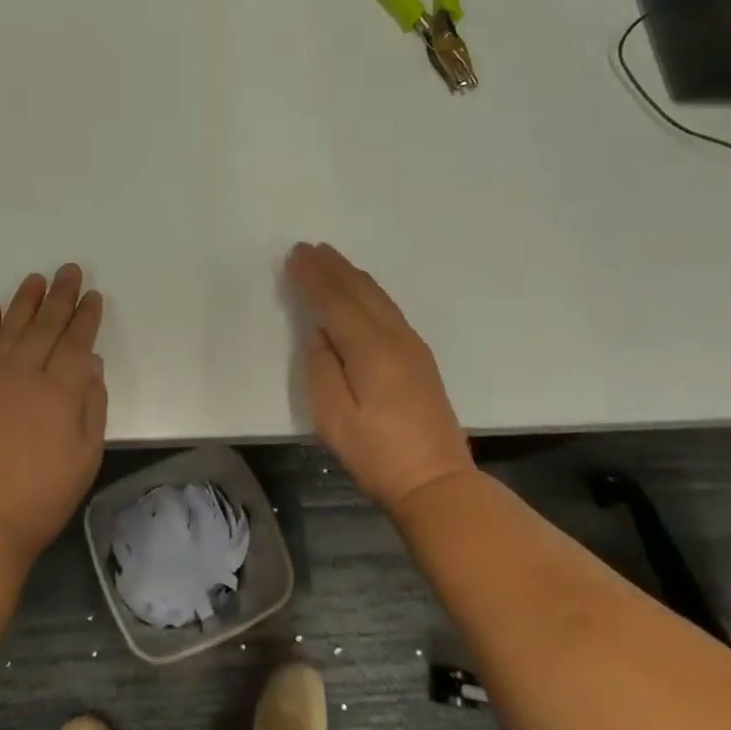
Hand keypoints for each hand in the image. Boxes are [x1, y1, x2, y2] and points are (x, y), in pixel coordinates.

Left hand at [0, 264, 107, 567]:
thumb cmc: (41, 496)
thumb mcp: (85, 456)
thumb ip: (91, 405)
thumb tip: (90, 363)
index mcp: (60, 392)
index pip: (76, 342)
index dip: (86, 317)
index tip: (92, 296)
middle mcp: (25, 374)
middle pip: (46, 326)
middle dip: (61, 296)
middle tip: (69, 270)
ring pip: (11, 327)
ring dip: (25, 300)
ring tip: (36, 278)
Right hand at [286, 242, 474, 513]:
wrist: (435, 481)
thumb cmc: (376, 452)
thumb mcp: (333, 415)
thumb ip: (321, 367)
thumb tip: (321, 334)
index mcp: (370, 347)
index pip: (335, 300)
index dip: (313, 277)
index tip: (294, 255)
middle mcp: (394, 337)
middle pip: (360, 291)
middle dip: (332, 267)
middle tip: (309, 248)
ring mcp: (412, 346)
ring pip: (378, 297)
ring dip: (352, 275)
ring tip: (331, 260)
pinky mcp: (420, 359)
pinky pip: (388, 309)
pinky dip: (368, 293)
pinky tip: (362, 293)